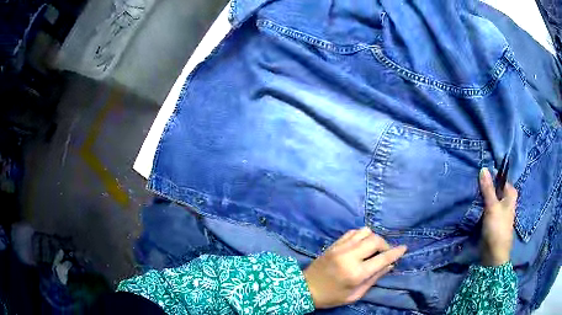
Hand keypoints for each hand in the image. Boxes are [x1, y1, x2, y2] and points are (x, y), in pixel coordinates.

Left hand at [303, 227, 406, 308]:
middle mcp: (349, 256)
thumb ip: (374, 279)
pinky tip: (361, 244)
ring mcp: (340, 248)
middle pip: (375, 240)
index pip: (382, 258)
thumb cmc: (331, 296)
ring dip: (373, 238)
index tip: (404, 248)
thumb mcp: (355, 294)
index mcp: (356, 273)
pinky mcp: (334, 244)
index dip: (395, 252)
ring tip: (373, 249)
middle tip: (386, 253)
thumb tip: (389, 265)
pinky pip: (353, 232)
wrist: (305, 288)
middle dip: (385, 244)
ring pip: (365, 231)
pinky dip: (362, 235)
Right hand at [479, 167, 517, 266]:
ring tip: (472, 189)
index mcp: (510, 194)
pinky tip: (474, 202)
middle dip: (486, 185)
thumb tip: (483, 168)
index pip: (501, 178)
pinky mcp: (492, 220)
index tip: (480, 171)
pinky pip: (486, 207)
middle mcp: (506, 201)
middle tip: (474, 179)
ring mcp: (499, 211)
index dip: (492, 174)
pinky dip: (481, 205)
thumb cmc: (497, 228)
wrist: (493, 254)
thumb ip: (488, 188)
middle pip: (495, 188)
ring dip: (482, 195)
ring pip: (490, 198)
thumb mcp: (492, 206)